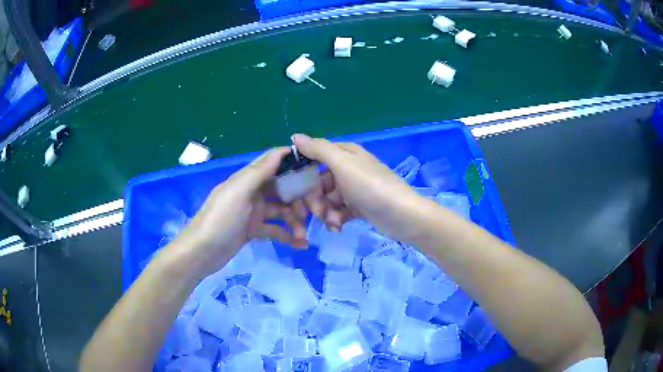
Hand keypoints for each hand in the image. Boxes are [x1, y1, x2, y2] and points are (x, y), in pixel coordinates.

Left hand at [173, 148, 307, 278]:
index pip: (272, 162)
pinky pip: (275, 229)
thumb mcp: (238, 193)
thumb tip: (281, 150)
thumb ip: (259, 173)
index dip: (292, 161)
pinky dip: (287, 235)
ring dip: (295, 220)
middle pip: (282, 188)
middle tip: (315, 211)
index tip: (315, 166)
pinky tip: (300, 245)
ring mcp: (253, 212)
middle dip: (299, 198)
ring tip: (304, 235)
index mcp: (247, 179)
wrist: (200, 253)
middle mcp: (252, 192)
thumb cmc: (219, 220)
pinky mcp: (253, 230)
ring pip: (281, 210)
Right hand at [293, 134, 423, 240]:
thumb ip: (318, 149)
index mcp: (345, 154)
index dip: (304, 171)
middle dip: (315, 198)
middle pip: (320, 182)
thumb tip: (295, 136)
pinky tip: (338, 227)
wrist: (400, 215)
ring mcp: (354, 189)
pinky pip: (340, 212)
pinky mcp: (359, 207)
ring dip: (326, 212)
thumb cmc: (369, 186)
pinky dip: (336, 220)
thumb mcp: (342, 163)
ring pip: (328, 199)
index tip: (294, 186)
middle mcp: (349, 169)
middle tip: (318, 211)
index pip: (315, 157)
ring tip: (333, 222)